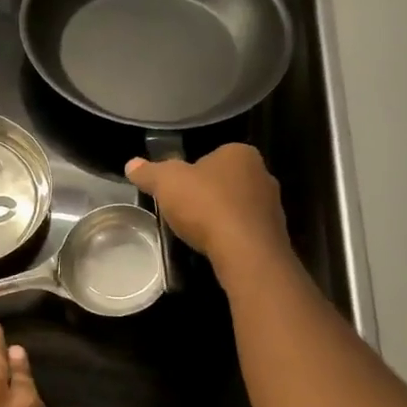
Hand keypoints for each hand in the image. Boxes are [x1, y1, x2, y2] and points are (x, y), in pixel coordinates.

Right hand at [126, 143, 289, 275]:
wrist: (246, 253)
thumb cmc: (206, 205)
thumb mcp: (166, 183)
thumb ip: (149, 172)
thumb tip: (131, 164)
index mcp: (240, 153)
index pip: (212, 155)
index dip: (191, 171)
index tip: (177, 189)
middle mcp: (263, 174)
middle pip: (226, 181)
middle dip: (207, 194)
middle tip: (184, 209)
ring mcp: (273, 206)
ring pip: (237, 207)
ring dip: (220, 217)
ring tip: (198, 232)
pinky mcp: (275, 235)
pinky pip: (246, 231)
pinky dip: (231, 237)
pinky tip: (216, 247)